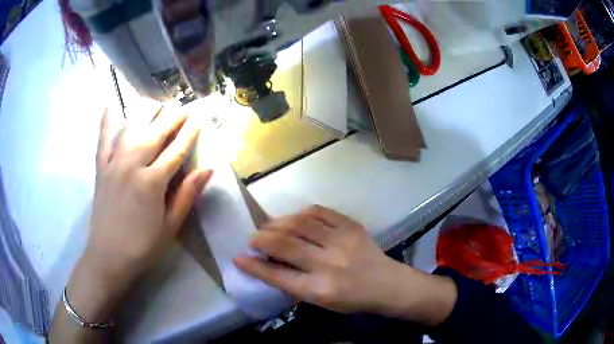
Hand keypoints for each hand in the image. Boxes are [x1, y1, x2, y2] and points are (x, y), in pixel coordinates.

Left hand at [50, 107, 211, 341]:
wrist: (108, 257)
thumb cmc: (143, 247)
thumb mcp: (170, 227)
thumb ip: (186, 195)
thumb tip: (207, 169)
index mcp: (152, 182)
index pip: (176, 150)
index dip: (190, 132)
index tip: (199, 117)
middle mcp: (132, 165)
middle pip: (155, 133)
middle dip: (172, 117)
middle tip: (183, 106)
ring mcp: (113, 165)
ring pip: (131, 129)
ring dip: (145, 113)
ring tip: (155, 102)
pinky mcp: (101, 170)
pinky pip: (103, 141)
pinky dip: (106, 123)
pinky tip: (109, 106)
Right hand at [234, 206, 456, 325]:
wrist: (387, 284)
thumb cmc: (352, 299)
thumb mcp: (321, 302)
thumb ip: (295, 284)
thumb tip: (269, 264)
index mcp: (319, 289)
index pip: (277, 276)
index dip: (254, 266)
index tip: (238, 257)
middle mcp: (328, 264)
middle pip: (284, 245)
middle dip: (260, 240)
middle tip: (252, 239)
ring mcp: (341, 241)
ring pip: (299, 224)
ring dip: (277, 223)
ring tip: (268, 226)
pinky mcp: (351, 226)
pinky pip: (319, 212)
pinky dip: (301, 213)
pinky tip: (294, 218)